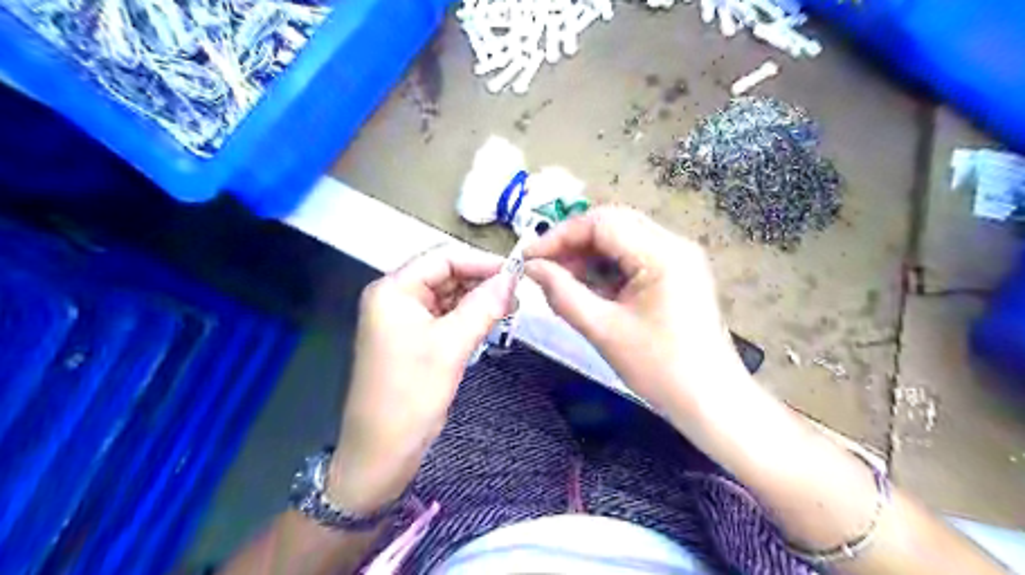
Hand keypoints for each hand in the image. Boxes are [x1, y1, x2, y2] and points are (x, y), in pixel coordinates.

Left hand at [326, 246, 511, 512]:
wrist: (381, 451)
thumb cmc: (411, 394)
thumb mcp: (451, 346)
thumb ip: (484, 307)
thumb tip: (512, 279)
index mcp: (394, 290)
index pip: (443, 258)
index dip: (480, 262)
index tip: (516, 275)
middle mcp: (396, 298)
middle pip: (445, 275)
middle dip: (481, 283)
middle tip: (517, 296)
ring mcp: (404, 320)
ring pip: (448, 297)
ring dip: (477, 301)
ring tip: (510, 310)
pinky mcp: (414, 340)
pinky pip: (445, 318)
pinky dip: (468, 318)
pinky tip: (491, 323)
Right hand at [525, 207, 751, 413]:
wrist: (710, 401)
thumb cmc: (659, 369)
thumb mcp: (603, 330)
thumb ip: (562, 294)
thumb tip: (531, 268)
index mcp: (662, 254)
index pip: (601, 223)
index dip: (559, 236)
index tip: (528, 258)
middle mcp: (674, 244)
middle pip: (612, 224)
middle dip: (572, 243)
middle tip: (542, 267)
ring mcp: (679, 258)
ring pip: (621, 239)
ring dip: (588, 255)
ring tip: (559, 279)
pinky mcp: (677, 273)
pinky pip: (633, 257)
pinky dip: (606, 267)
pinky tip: (586, 286)